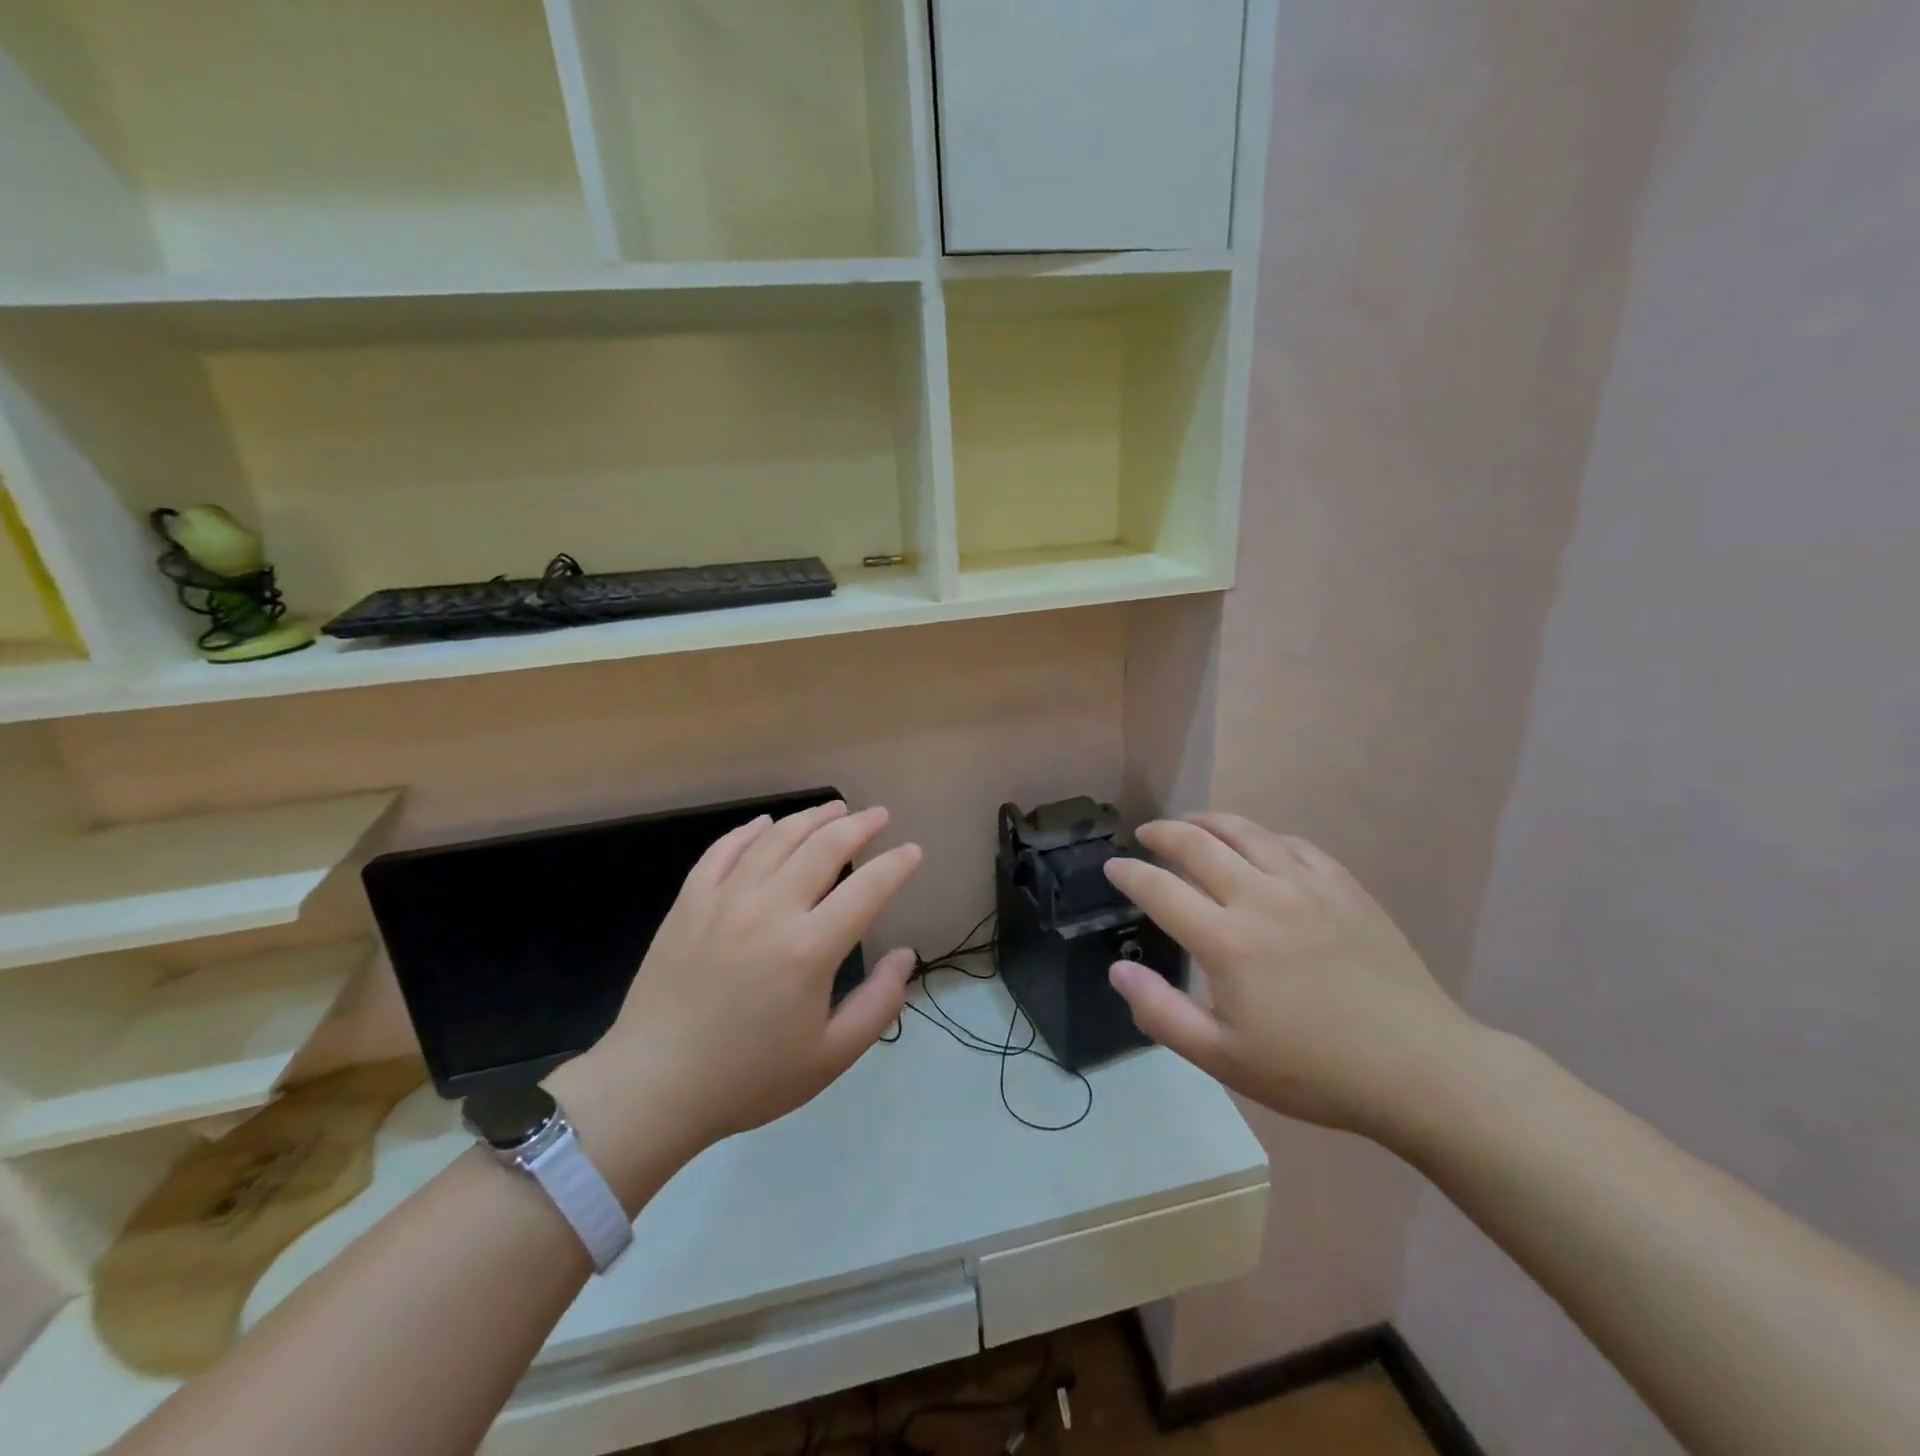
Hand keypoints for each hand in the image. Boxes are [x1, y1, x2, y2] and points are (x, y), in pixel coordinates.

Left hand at [554, 803, 920, 1189]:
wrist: (654, 1086)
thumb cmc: (748, 1078)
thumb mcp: (830, 1057)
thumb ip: (879, 1005)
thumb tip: (906, 955)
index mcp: (809, 949)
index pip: (867, 889)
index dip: (896, 865)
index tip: (913, 851)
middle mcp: (770, 910)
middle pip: (824, 847)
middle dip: (859, 825)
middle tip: (879, 815)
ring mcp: (724, 900)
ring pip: (776, 839)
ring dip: (812, 818)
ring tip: (835, 809)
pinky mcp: (689, 902)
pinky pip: (723, 851)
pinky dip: (750, 831)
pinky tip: (766, 824)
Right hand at [1104, 813, 1481, 1138]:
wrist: (1419, 1069)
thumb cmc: (1312, 1071)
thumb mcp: (1224, 1058)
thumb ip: (1162, 1013)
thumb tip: (1119, 969)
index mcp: (1226, 940)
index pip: (1160, 889)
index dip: (1129, 873)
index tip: (1113, 866)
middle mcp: (1260, 897)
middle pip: (1198, 844)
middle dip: (1163, 833)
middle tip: (1146, 835)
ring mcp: (1307, 886)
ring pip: (1246, 832)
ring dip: (1209, 822)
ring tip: (1192, 824)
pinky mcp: (1344, 887)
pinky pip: (1294, 844)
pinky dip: (1264, 838)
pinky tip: (1260, 847)